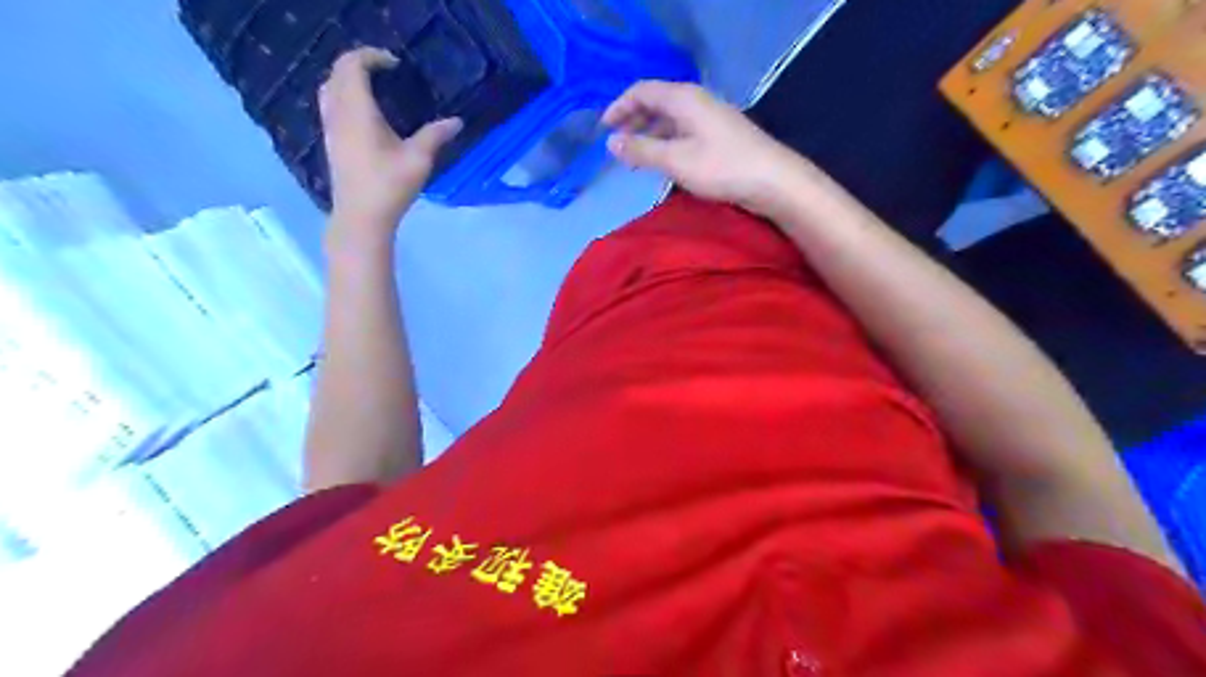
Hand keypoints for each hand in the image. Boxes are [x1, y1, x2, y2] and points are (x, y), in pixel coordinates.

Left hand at [320, 45, 463, 232]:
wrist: (361, 217)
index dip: (372, 56)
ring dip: (348, 79)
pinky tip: (365, 114)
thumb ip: (436, 135)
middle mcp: (337, 113)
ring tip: (374, 88)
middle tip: (386, 71)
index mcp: (357, 110)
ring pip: (330, 88)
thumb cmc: (389, 186)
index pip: (353, 65)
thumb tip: (457, 121)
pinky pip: (330, 105)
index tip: (396, 64)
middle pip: (337, 72)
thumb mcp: (418, 160)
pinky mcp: (331, 142)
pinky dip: (343, 96)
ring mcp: (330, 128)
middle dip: (359, 63)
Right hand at [604, 79, 808, 216]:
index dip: (619, 106)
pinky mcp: (718, 136)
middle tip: (616, 144)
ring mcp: (709, 118)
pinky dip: (666, 143)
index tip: (603, 129)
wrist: (772, 180)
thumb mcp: (675, 160)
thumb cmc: (721, 167)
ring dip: (649, 135)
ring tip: (635, 158)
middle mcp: (696, 101)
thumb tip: (611, 142)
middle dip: (633, 121)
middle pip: (656, 102)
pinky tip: (662, 162)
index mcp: (683, 98)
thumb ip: (641, 150)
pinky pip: (683, 132)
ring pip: (670, 119)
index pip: (642, 91)